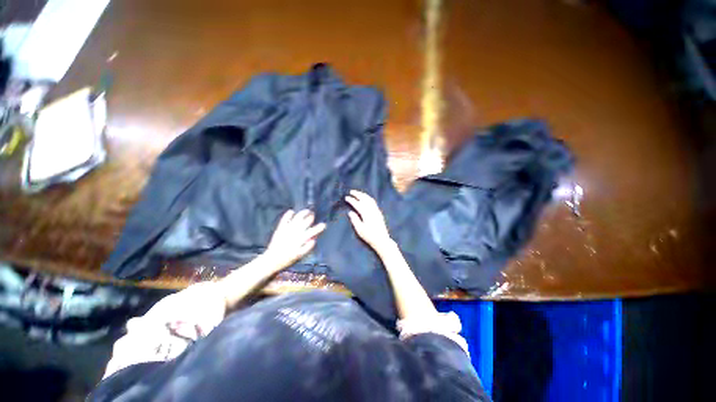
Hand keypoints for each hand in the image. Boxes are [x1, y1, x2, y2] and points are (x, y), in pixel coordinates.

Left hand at [263, 210, 325, 271]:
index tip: (323, 225)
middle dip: (310, 217)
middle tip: (313, 214)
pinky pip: (284, 220)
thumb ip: (307, 247)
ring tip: (306, 211)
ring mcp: (287, 230)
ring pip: (297, 219)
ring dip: (302, 213)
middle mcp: (295, 233)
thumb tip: (314, 240)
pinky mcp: (280, 229)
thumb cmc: (287, 259)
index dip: (319, 228)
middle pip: (305, 222)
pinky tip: (291, 211)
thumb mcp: (299, 255)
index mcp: (300, 239)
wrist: (271, 260)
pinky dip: (288, 215)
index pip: (312, 231)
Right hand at [345, 190, 392, 253]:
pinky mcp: (379, 212)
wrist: (382, 240)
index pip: (358, 204)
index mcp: (366, 214)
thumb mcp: (360, 230)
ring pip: (369, 199)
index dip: (352, 200)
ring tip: (357, 193)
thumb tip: (350, 212)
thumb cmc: (369, 236)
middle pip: (364, 199)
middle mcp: (372, 210)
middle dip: (358, 194)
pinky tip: (365, 198)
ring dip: (363, 195)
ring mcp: (376, 211)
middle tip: (351, 191)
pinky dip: (368, 198)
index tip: (346, 197)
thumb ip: (355, 220)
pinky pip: (373, 202)